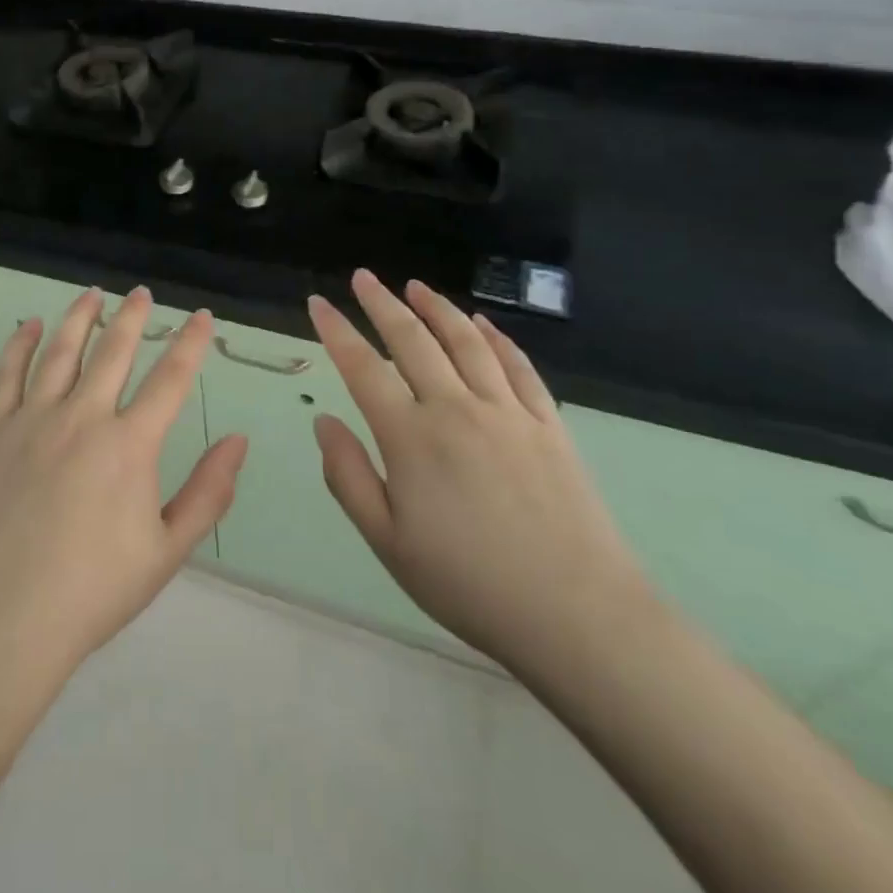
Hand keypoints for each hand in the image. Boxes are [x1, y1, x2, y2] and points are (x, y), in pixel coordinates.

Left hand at [0, 287, 249, 687]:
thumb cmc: (91, 592)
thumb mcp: (167, 552)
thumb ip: (208, 493)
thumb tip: (239, 441)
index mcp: (129, 445)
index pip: (170, 379)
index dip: (191, 343)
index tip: (202, 316)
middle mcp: (82, 417)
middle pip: (113, 351)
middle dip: (133, 316)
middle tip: (142, 292)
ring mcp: (31, 420)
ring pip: (60, 352)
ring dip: (80, 317)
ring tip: (93, 294)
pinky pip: (6, 375)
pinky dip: (20, 345)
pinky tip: (31, 327)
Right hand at [308, 270, 649, 675]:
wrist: (575, 615)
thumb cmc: (468, 584)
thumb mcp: (387, 542)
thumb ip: (348, 476)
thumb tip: (324, 421)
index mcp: (411, 437)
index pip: (363, 367)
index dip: (336, 330)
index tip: (317, 303)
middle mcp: (456, 408)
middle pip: (412, 339)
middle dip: (382, 303)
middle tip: (363, 277)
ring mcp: (507, 412)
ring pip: (465, 341)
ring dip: (437, 308)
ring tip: (415, 286)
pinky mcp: (548, 424)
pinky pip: (517, 366)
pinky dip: (496, 337)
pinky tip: (481, 323)